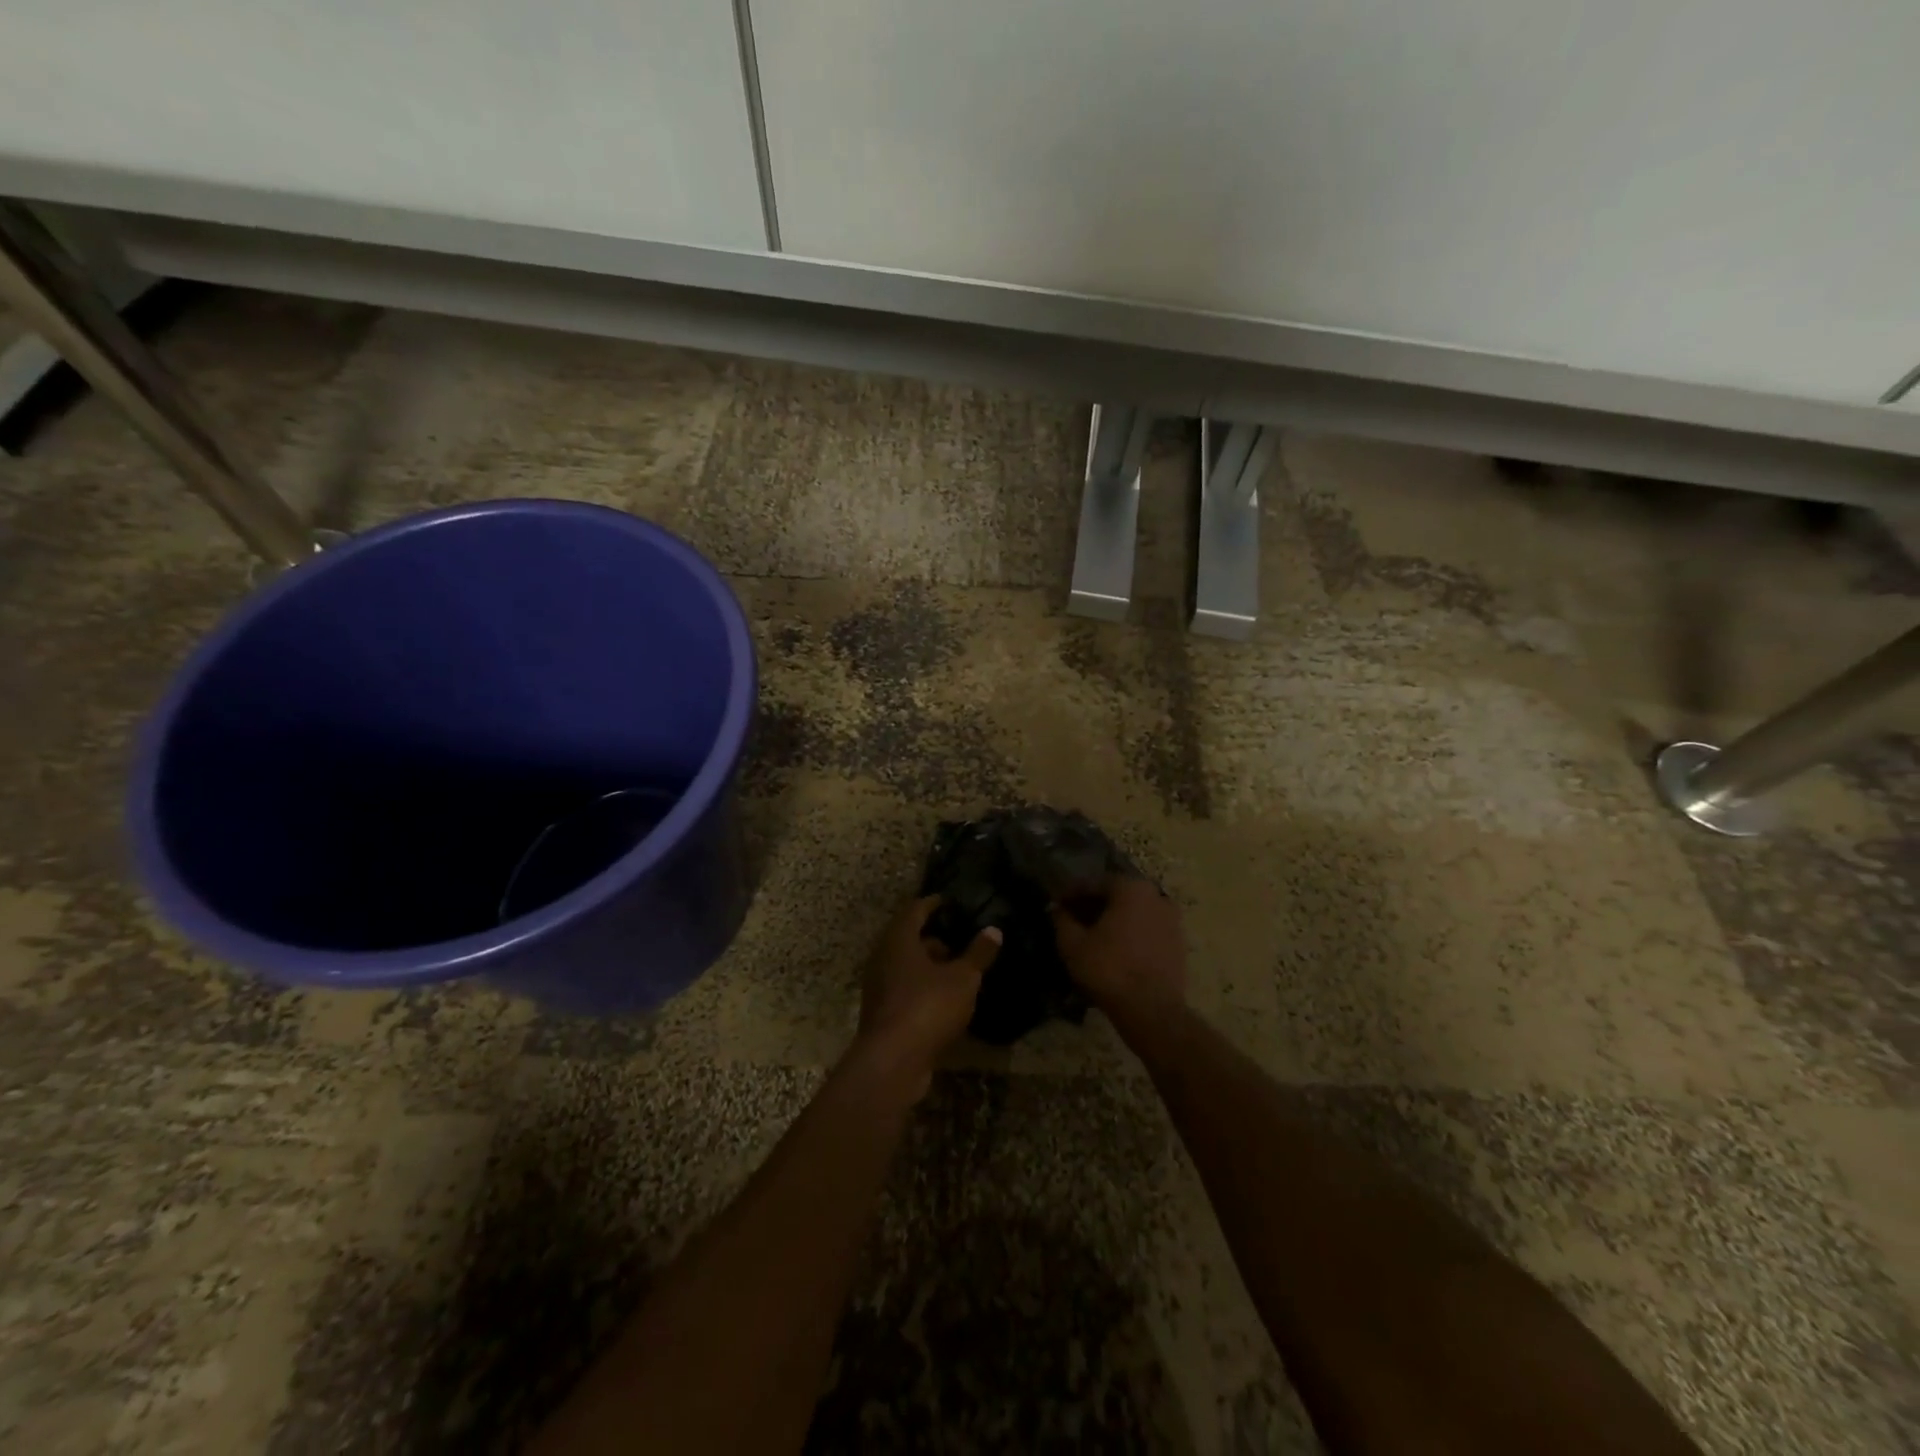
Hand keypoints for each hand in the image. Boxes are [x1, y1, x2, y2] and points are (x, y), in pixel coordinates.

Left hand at [854, 896, 999, 1095]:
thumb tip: (993, 930)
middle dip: (933, 937)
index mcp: (898, 940)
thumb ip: (978, 954)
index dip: (933, 903)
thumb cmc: (927, 1007)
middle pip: (908, 938)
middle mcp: (883, 958)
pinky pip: (905, 989)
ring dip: (929, 965)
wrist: (892, 1062)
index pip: (914, 910)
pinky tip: (946, 998)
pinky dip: (923, 987)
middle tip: (960, 938)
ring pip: (906, 966)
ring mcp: (879, 986)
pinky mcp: (882, 1013)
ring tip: (959, 970)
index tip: (950, 901)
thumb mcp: (963, 979)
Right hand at [1050, 876, 1186, 1036]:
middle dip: (1093, 905)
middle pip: (1117, 895)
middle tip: (1073, 919)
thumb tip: (1056, 908)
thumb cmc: (1109, 969)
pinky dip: (1131, 934)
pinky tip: (1116, 949)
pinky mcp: (1178, 943)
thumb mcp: (1073, 944)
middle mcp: (1156, 896)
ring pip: (1134, 912)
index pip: (1094, 883)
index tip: (1056, 904)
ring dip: (1113, 919)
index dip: (1071, 893)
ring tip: (1093, 936)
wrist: (1151, 1010)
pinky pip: (1147, 930)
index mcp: (1131, 888)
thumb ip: (1062, 920)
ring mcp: (1172, 920)